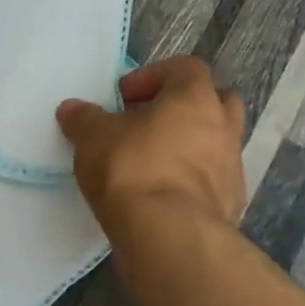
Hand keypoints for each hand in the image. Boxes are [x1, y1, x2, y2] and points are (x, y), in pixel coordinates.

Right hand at [57, 57, 247, 239]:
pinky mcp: (232, 205)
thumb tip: (72, 109)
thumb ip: (83, 118)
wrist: (170, 237)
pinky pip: (213, 181)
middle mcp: (223, 126)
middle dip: (183, 107)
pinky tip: (162, 196)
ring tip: (152, 163)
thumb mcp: (93, 137)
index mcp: (195, 98)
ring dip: (189, 146)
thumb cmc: (133, 169)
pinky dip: (192, 182)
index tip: (124, 97)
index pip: (185, 68)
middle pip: (215, 101)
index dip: (153, 76)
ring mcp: (232, 167)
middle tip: (148, 123)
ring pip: (216, 143)